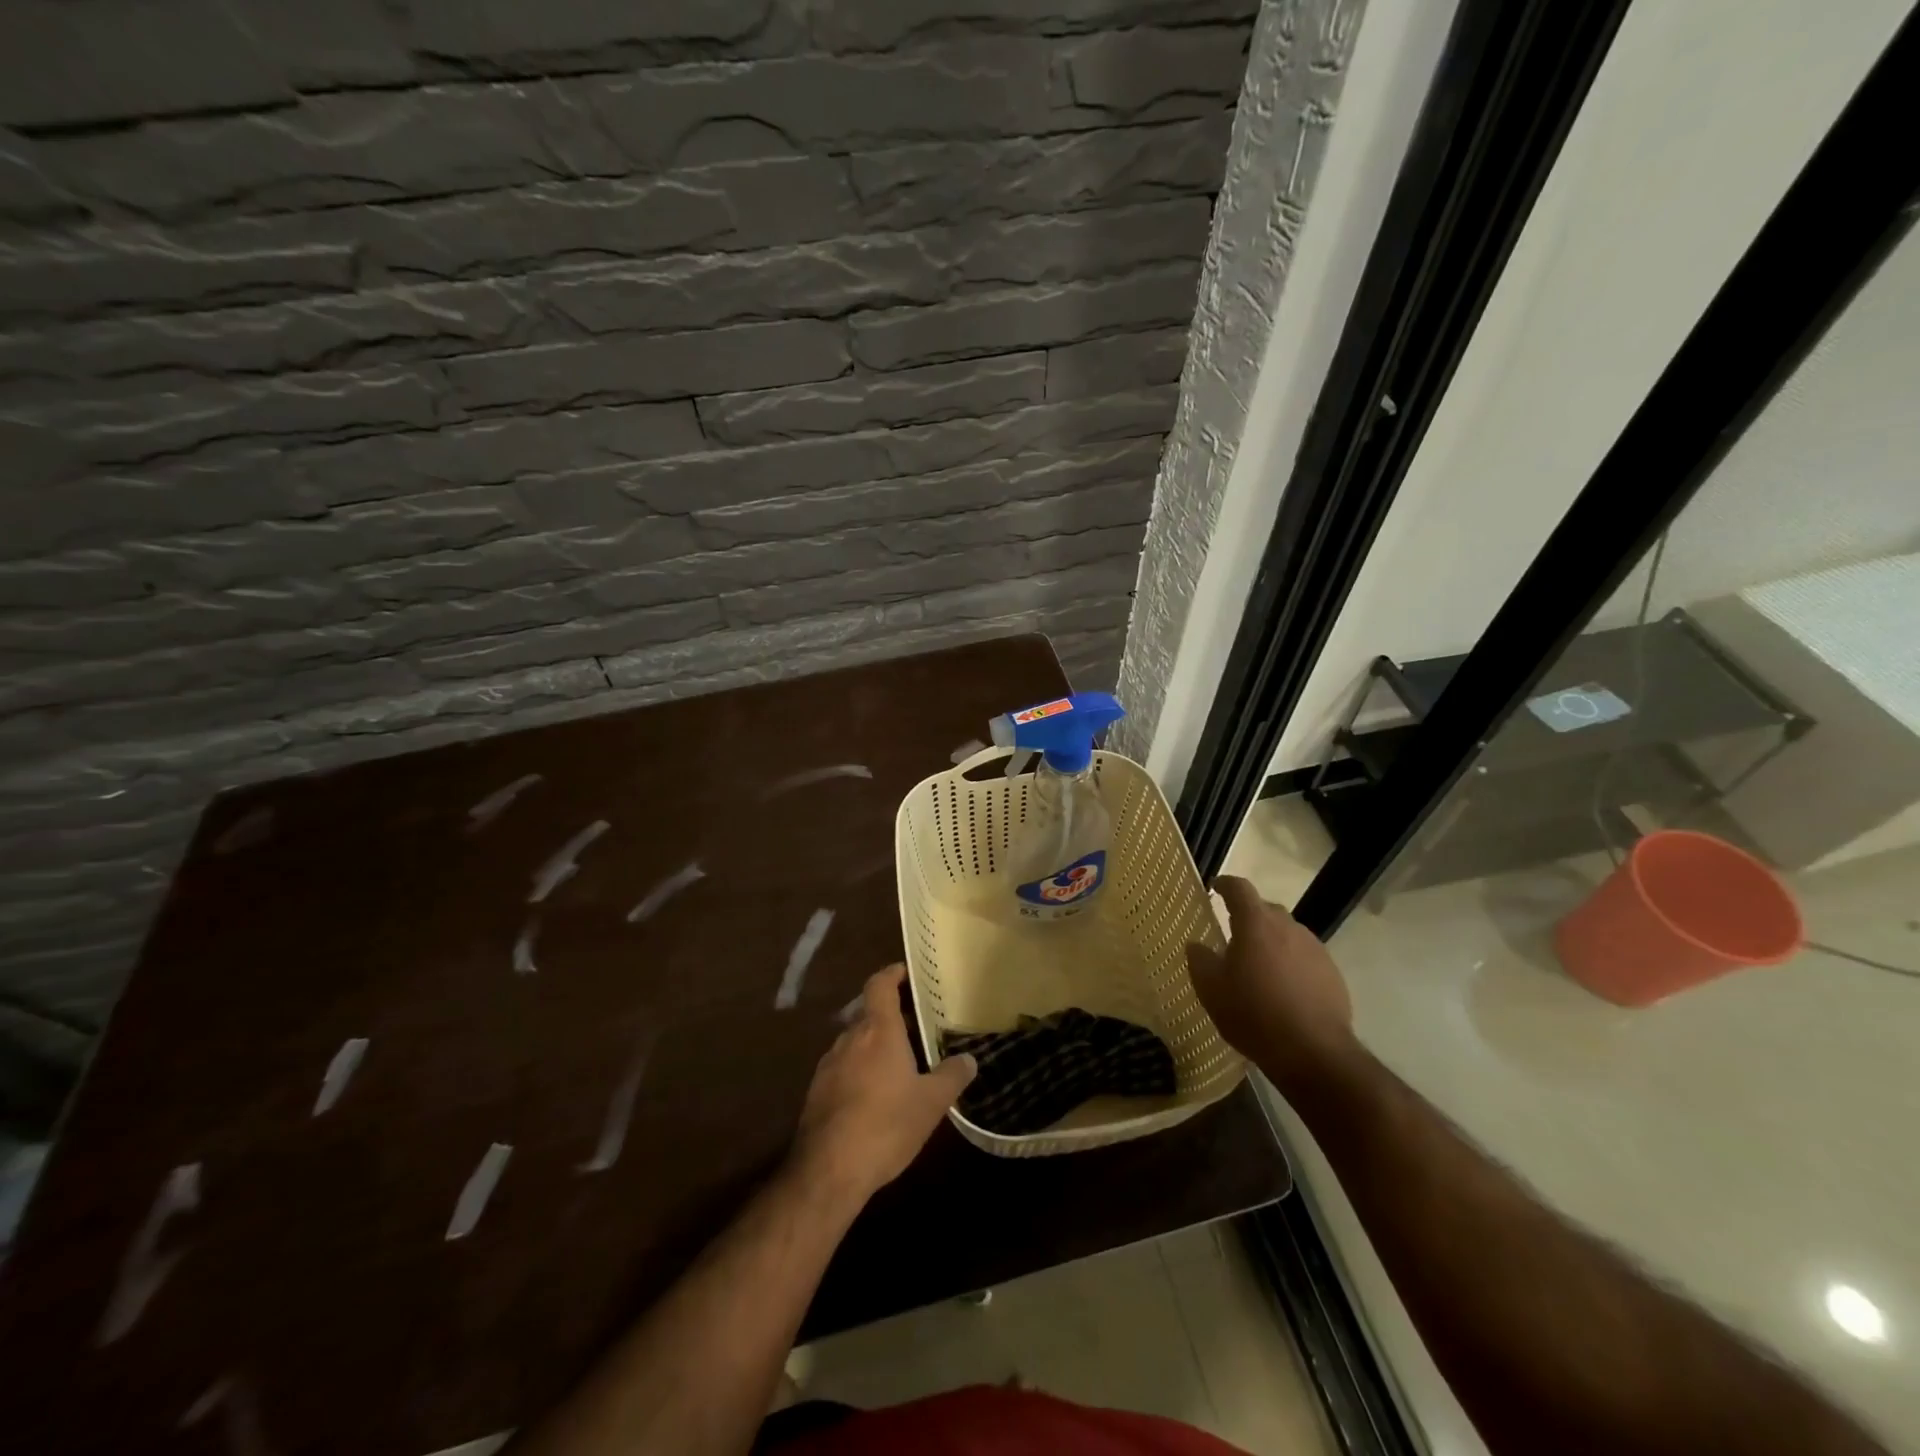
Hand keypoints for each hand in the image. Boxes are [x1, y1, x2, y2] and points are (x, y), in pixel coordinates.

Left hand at [792, 965, 975, 1202]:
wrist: (829, 1170)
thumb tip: (970, 1058)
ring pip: (855, 1042)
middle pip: (869, 1014)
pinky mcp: (817, 1091)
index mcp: (878, 1031)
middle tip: (915, 1026)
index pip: (879, 985)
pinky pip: (843, 1067)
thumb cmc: (886, 1125)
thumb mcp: (931, 1103)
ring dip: (874, 1046)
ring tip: (898, 1063)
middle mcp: (850, 1039)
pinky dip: (859, 1069)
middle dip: (890, 1017)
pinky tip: (874, 1095)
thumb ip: (952, 1076)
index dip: (892, 974)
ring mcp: (828, 1065)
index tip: (906, 972)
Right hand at [1187, 876, 1357, 1092]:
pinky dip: (1291, 963)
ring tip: (1260, 967)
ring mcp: (1315, 949)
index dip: (1225, 885)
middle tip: (1233, 936)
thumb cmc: (1253, 1014)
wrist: (1313, 1052)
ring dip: (1272, 942)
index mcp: (1256, 924)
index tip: (1215, 887)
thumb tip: (1196, 944)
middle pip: (1265, 910)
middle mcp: (1288, 927)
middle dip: (1249, 917)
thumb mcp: (1211, 990)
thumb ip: (1200, 960)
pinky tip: (1284, 989)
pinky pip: (1305, 957)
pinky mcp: (1332, 973)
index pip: (1239, 888)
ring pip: (1287, 934)